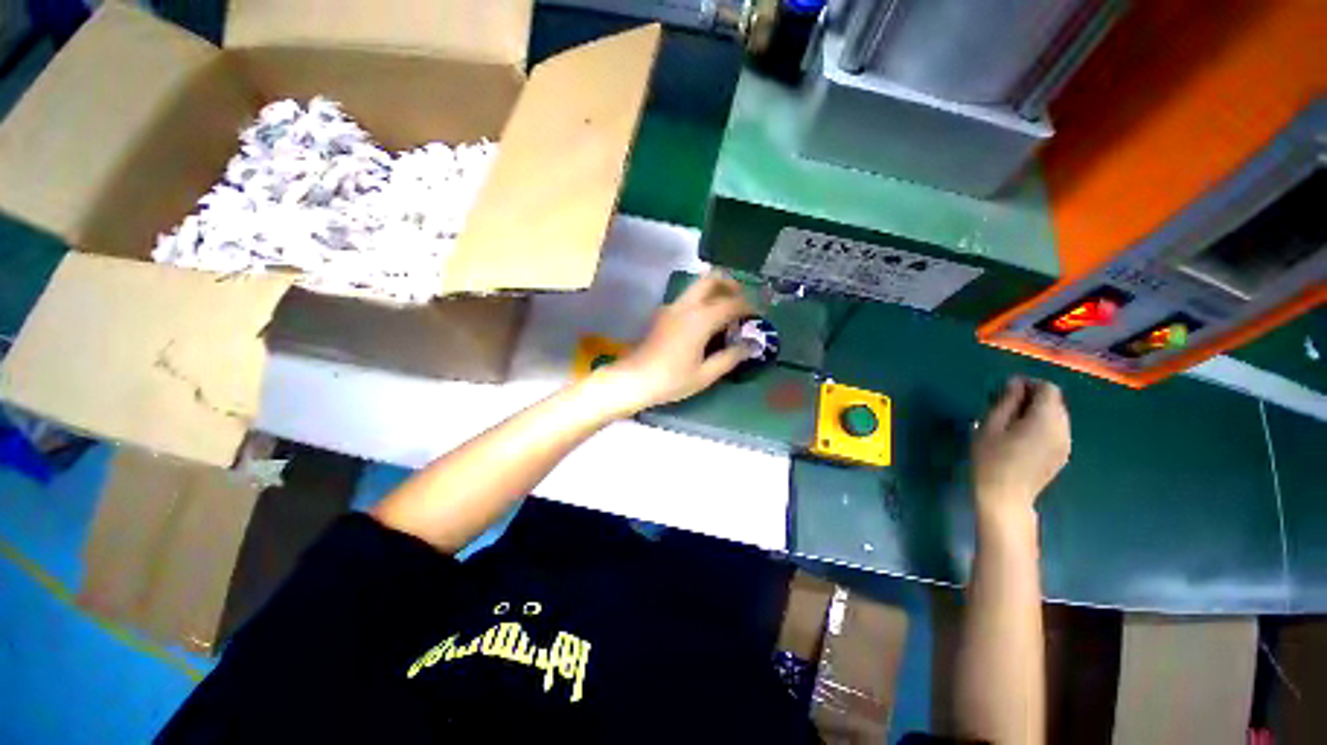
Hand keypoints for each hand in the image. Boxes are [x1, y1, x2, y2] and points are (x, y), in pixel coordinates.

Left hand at [595, 272, 753, 414]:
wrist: (634, 380)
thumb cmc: (671, 380)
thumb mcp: (705, 374)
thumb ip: (730, 357)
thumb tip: (750, 346)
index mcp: (700, 319)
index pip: (731, 303)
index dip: (749, 306)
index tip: (759, 314)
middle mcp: (686, 306)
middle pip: (711, 279)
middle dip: (730, 284)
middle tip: (742, 301)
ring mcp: (672, 307)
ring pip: (697, 286)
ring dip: (715, 291)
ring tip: (727, 312)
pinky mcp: (663, 314)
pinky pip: (688, 298)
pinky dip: (702, 300)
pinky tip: (706, 322)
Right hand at [972, 377, 1070, 520]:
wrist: (1005, 498)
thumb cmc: (991, 459)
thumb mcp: (990, 426)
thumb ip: (1006, 401)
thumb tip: (1015, 383)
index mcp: (1046, 419)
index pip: (1048, 389)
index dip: (1029, 384)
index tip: (1006, 391)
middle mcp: (1063, 429)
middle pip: (1055, 402)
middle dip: (1032, 398)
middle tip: (1004, 406)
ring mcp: (1065, 444)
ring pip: (1056, 417)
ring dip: (1037, 413)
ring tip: (1010, 423)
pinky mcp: (1062, 455)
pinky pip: (1055, 431)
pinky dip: (1041, 426)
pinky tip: (1021, 438)